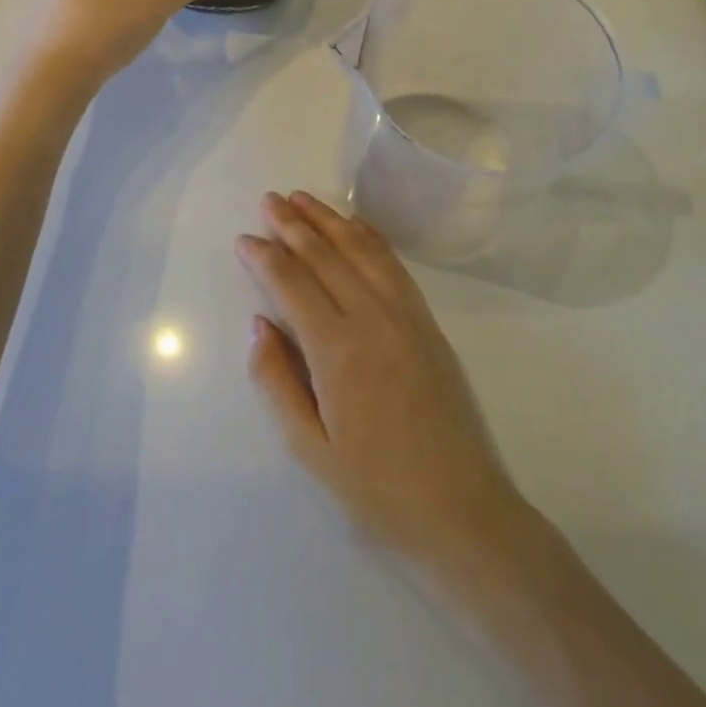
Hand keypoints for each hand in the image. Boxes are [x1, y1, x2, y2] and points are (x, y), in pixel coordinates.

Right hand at [236, 192, 530, 573]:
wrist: (461, 508)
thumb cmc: (376, 487)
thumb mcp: (310, 448)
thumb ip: (277, 381)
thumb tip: (260, 324)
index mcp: (337, 351)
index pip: (292, 284)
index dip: (264, 256)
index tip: (244, 238)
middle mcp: (371, 318)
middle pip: (325, 256)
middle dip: (292, 224)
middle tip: (269, 201)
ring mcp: (405, 315)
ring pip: (360, 250)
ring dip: (329, 220)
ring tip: (303, 198)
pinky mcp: (427, 321)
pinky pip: (394, 264)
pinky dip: (369, 237)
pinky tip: (354, 225)